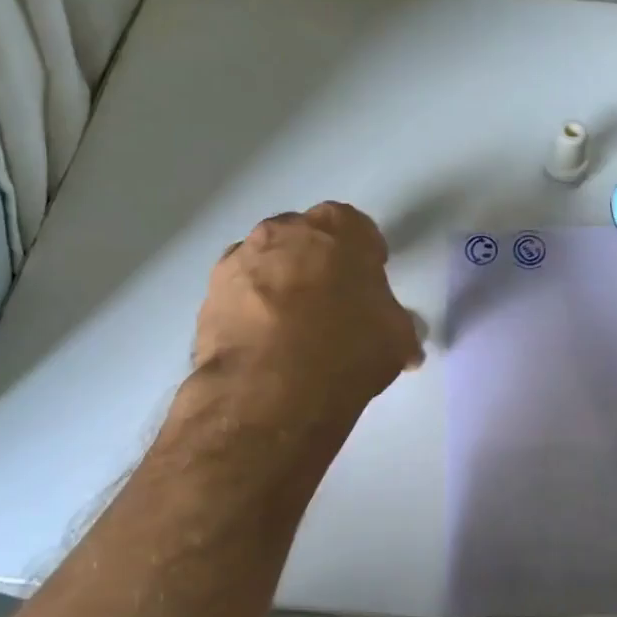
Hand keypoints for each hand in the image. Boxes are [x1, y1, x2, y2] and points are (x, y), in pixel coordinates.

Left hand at [193, 202, 422, 413]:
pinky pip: (239, 294)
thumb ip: (399, 327)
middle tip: (332, 303)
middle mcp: (284, 231)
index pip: (356, 228)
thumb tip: (406, 345)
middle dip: (318, 263)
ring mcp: (240, 259)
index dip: (365, 255)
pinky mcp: (210, 295)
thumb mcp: (396, 339)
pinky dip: (251, 310)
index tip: (369, 281)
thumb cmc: (347, 348)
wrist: (270, 389)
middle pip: (306, 239)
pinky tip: (265, 344)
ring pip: (267, 263)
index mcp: (337, 228)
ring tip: (293, 328)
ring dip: (280, 284)